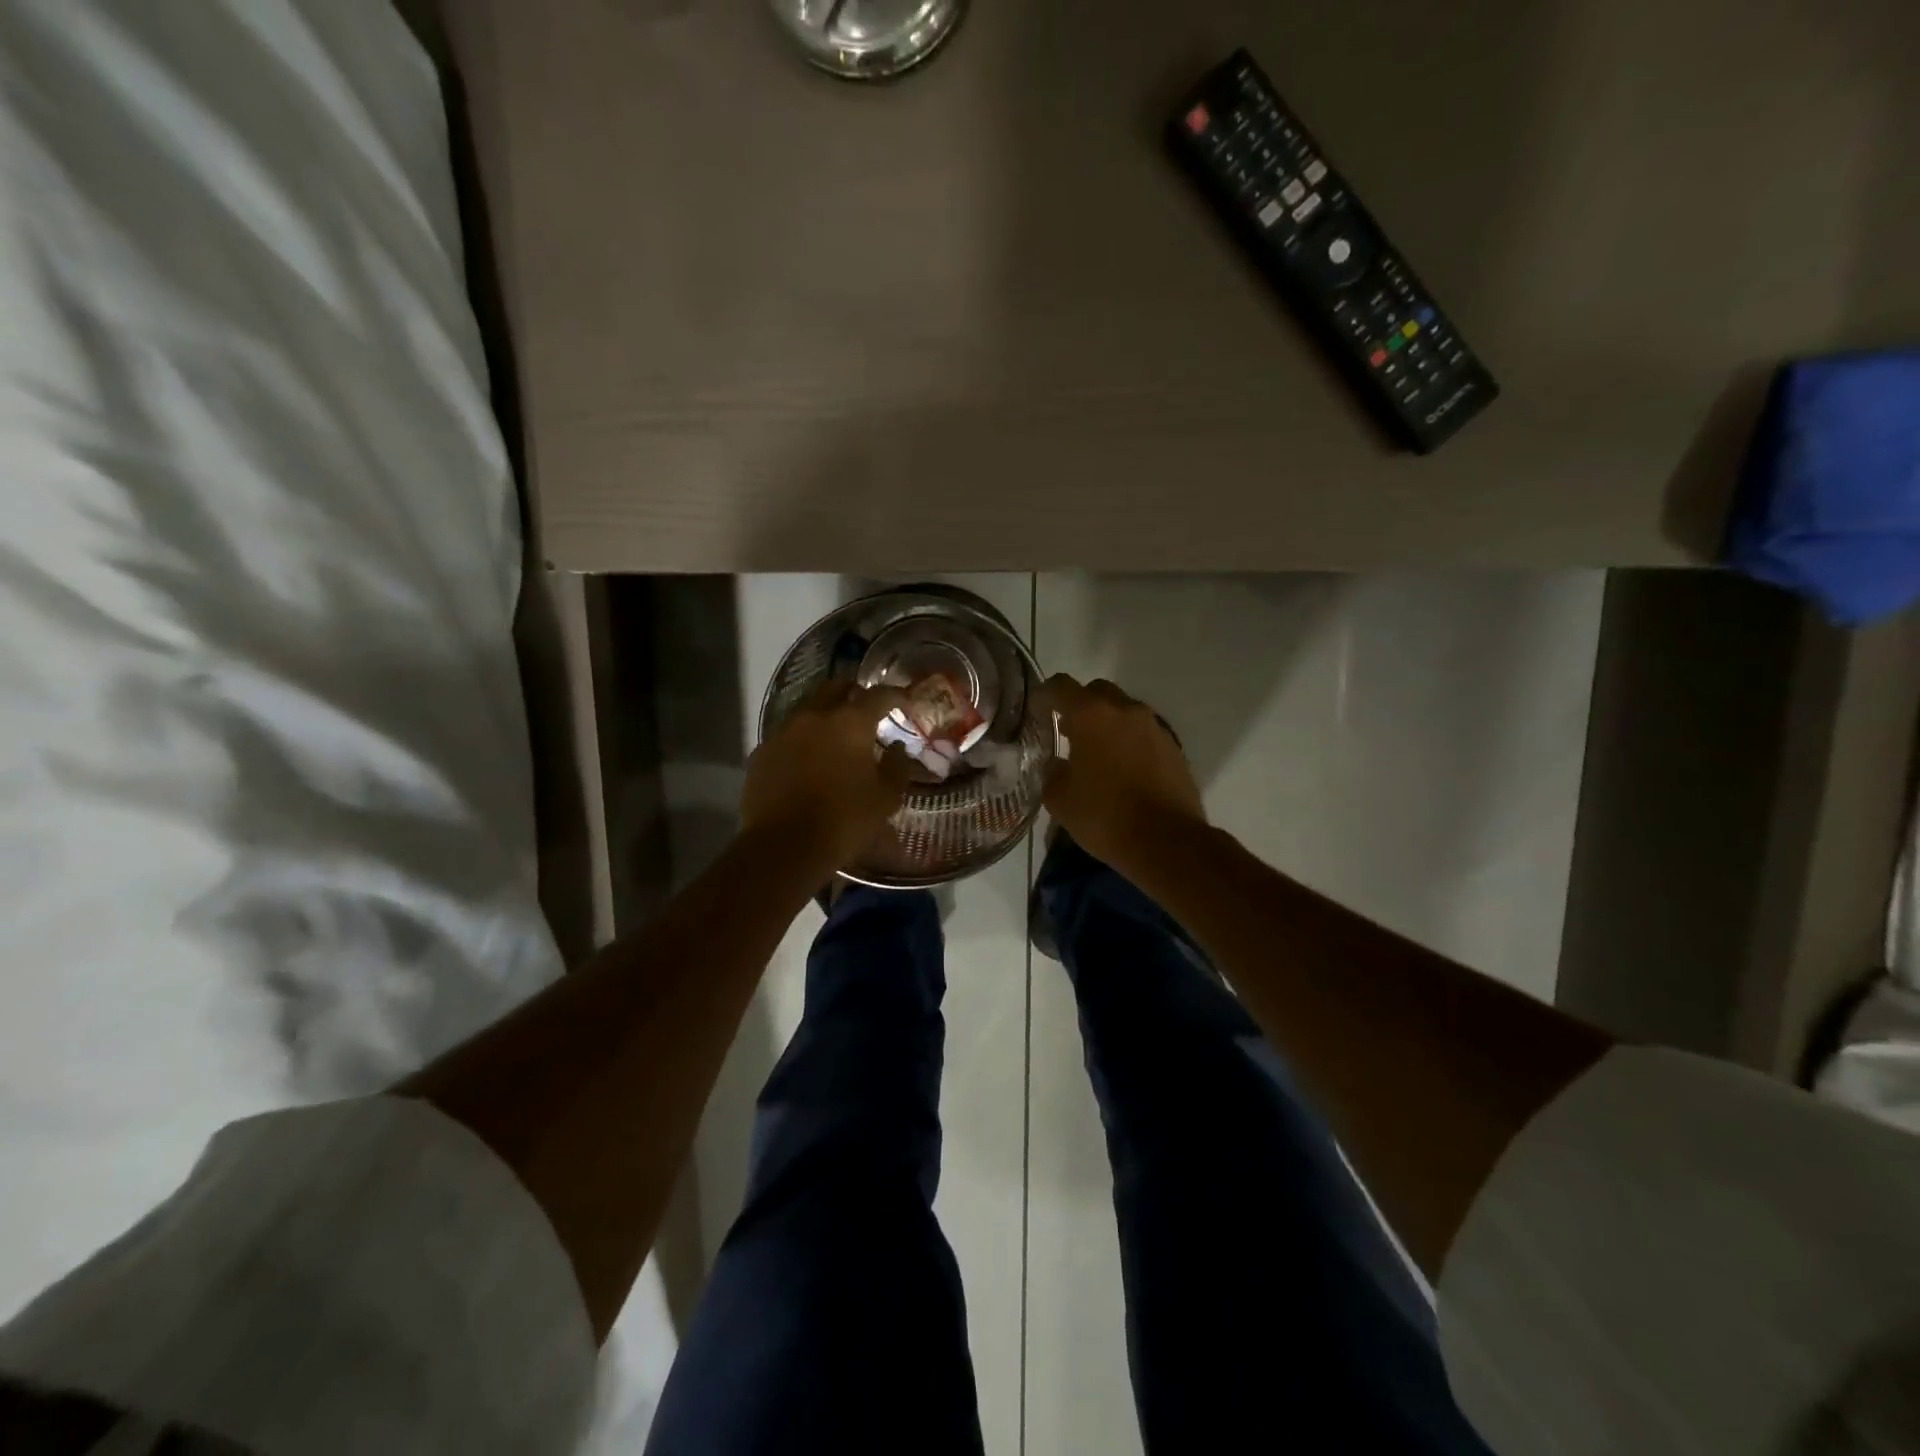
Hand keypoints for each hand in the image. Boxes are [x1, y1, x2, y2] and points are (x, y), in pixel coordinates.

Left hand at [742, 680, 913, 873]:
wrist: (784, 847)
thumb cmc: (844, 820)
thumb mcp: (885, 798)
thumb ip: (897, 766)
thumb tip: (897, 747)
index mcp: (850, 722)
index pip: (878, 695)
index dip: (895, 695)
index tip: (904, 701)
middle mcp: (814, 716)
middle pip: (836, 687)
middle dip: (854, 692)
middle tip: (866, 707)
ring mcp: (783, 731)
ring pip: (808, 707)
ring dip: (825, 712)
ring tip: (836, 731)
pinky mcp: (762, 751)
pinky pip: (787, 733)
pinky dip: (803, 737)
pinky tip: (808, 756)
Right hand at [1037, 675, 1205, 870]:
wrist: (1167, 842)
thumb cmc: (1105, 817)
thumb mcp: (1060, 800)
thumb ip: (1052, 772)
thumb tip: (1056, 763)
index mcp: (1091, 716)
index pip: (1061, 686)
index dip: (1044, 694)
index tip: (1037, 709)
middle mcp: (1125, 711)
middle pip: (1097, 691)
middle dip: (1080, 705)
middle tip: (1068, 732)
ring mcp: (1154, 727)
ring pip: (1124, 711)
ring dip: (1108, 724)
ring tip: (1097, 754)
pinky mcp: (1173, 747)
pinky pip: (1143, 733)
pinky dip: (1129, 742)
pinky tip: (1123, 770)